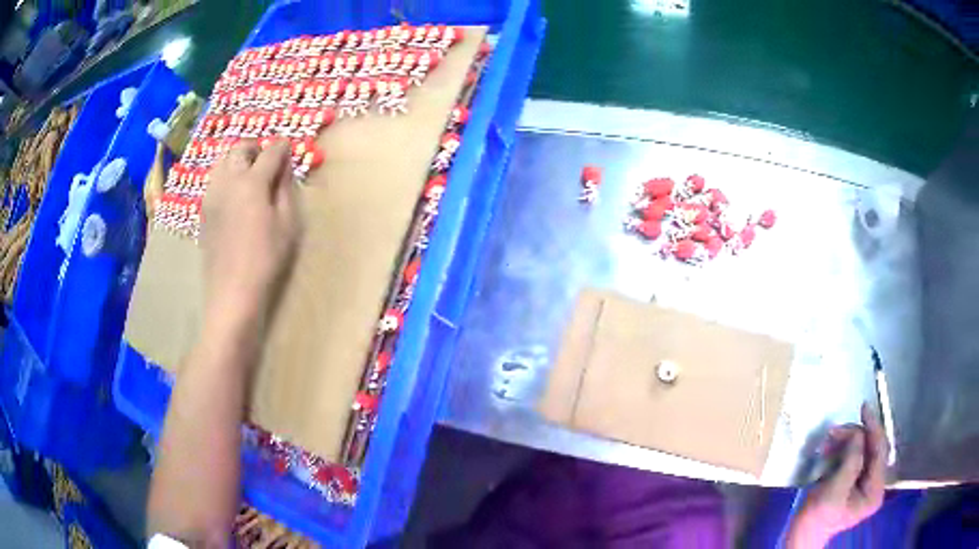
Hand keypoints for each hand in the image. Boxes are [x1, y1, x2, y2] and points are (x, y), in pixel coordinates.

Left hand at [201, 139, 301, 331]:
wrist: (232, 290)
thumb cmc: (266, 259)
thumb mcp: (287, 224)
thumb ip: (285, 189)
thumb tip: (285, 167)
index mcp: (252, 182)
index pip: (270, 152)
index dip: (282, 147)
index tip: (289, 147)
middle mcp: (228, 181)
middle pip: (239, 149)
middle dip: (255, 147)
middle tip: (267, 158)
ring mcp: (211, 194)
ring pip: (222, 160)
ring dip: (237, 158)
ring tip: (249, 172)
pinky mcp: (203, 209)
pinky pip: (214, 179)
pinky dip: (226, 175)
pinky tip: (234, 192)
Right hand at [785, 403, 887, 548]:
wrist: (801, 536)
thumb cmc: (817, 519)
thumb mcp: (834, 492)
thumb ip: (851, 462)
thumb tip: (858, 434)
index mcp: (875, 490)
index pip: (880, 451)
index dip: (873, 428)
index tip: (864, 408)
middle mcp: (874, 484)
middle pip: (872, 448)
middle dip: (855, 436)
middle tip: (835, 431)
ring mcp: (864, 482)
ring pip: (862, 450)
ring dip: (846, 442)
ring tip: (828, 442)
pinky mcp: (854, 480)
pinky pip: (854, 456)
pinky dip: (842, 450)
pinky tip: (830, 450)